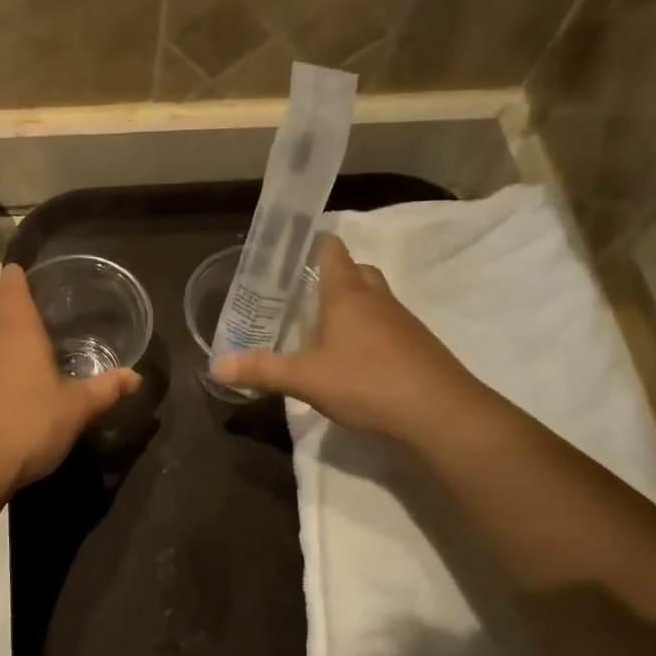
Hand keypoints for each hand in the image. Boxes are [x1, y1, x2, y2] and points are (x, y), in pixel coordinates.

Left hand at [0, 264, 139, 492]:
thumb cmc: (28, 426)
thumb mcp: (76, 410)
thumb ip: (105, 390)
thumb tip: (136, 377)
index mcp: (17, 331)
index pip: (10, 285)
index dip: (17, 276)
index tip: (28, 277)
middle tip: (18, 314)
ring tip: (15, 358)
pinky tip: (0, 395)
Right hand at [211, 235, 476, 441]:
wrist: (440, 412)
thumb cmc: (367, 382)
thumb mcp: (305, 378)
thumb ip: (261, 370)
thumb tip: (215, 366)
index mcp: (346, 293)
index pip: (331, 250)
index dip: (312, 244)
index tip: (290, 251)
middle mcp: (376, 297)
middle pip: (355, 270)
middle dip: (331, 276)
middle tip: (303, 295)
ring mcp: (401, 320)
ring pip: (373, 298)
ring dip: (351, 305)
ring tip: (322, 329)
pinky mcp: (416, 344)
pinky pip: (386, 325)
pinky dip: (368, 331)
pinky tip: (353, 359)